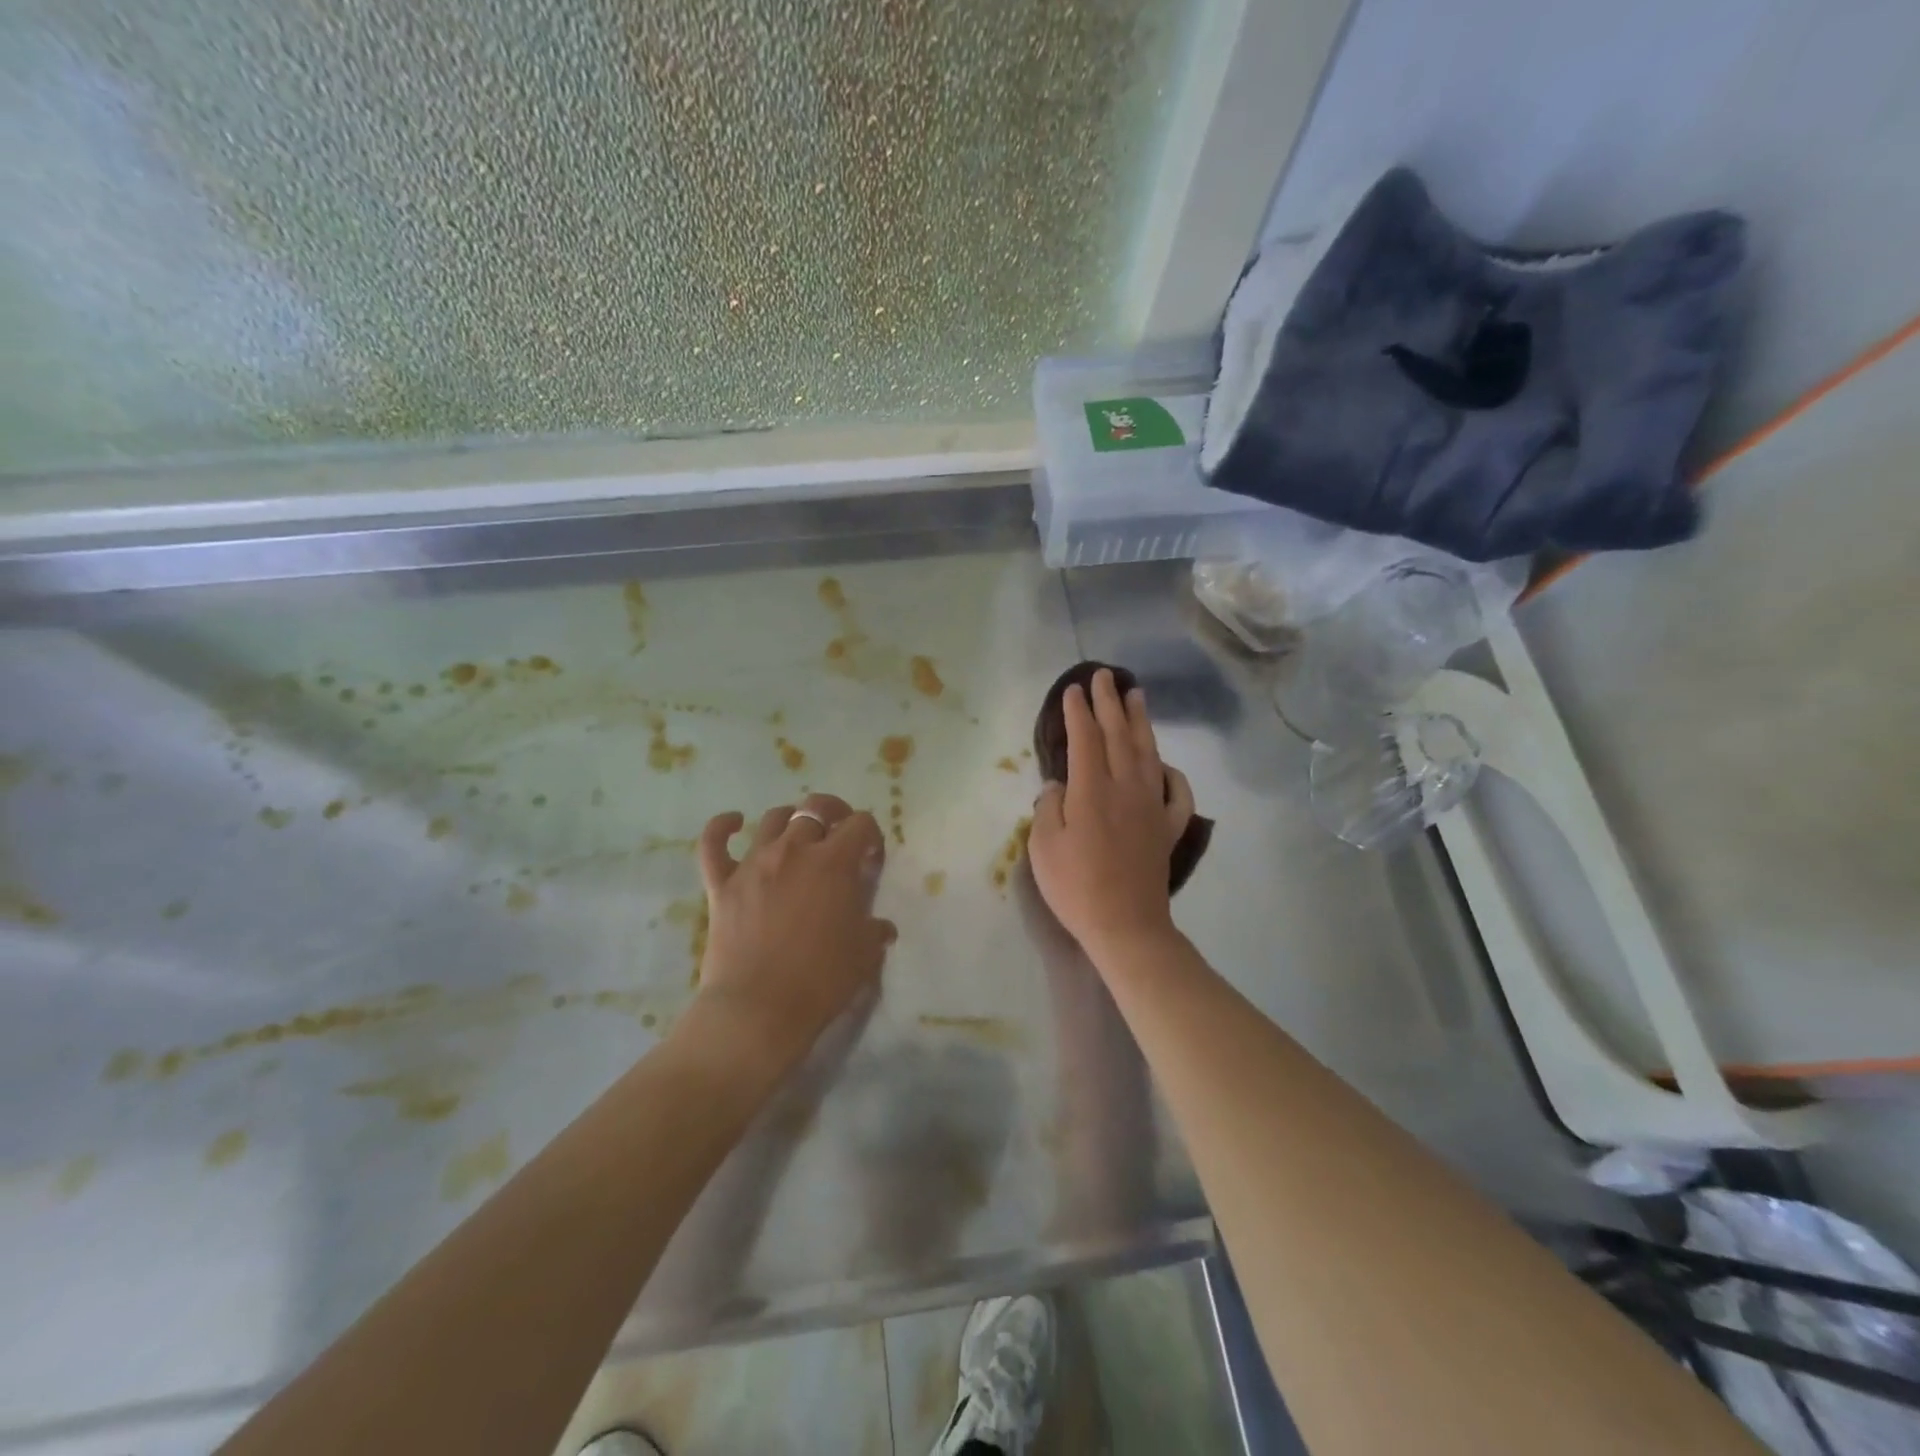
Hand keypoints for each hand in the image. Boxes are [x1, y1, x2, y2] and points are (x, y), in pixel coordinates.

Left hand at [692, 793, 895, 1069]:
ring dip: (791, 820)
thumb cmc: (821, 980)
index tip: (871, 859)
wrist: (759, 1010)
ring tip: (798, 836)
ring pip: (772, 819)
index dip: (871, 836)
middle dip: (834, 813)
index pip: (860, 824)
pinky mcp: (721, 883)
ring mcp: (753, 864)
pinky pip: (714, 843)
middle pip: (816, 809)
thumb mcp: (864, 954)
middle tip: (840, 834)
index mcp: (834, 863)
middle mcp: (794, 850)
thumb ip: (874, 930)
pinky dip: (722, 827)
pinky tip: (734, 822)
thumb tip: (881, 927)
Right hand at [1028, 669, 1193, 963]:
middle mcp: (1126, 788)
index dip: (1079, 712)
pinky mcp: (1168, 829)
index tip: (1074, 689)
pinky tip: (1166, 764)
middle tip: (1106, 676)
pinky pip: (1177, 793)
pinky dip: (1173, 773)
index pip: (1086, 739)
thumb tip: (1059, 786)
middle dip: (1110, 703)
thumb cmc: (1076, 886)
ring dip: (1142, 722)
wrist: (1126, 925)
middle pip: (1120, 736)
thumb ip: (1049, 808)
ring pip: (1149, 754)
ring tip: (1137, 696)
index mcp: (1092, 790)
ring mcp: (1152, 807)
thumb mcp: (1043, 847)